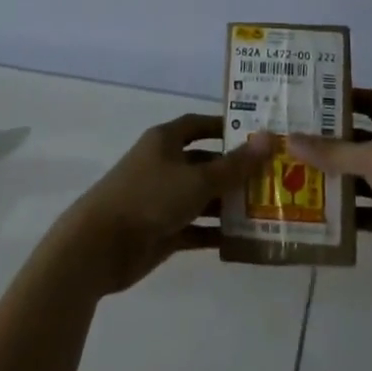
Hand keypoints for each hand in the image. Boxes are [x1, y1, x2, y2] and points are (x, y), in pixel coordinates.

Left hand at [49, 114, 273, 297]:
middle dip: (234, 170)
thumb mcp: (197, 180)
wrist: (99, 246)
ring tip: (266, 210)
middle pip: (204, 162)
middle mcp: (164, 165)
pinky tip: (243, 239)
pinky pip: (195, 227)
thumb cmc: (149, 198)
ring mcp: (162, 199)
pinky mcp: (161, 230)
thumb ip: (233, 165)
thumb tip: (267, 138)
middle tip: (271, 178)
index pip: (199, 124)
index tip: (256, 135)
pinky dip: (215, 232)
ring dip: (228, 203)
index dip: (225, 127)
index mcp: (165, 140)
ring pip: (202, 196)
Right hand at [290, 89, 371, 283]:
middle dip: (325, 140)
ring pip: (354, 177)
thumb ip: (332, 151)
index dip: (342, 97)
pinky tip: (308, 213)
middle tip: (284, 137)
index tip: (308, 96)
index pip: (366, 101)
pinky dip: (340, 214)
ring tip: (286, 173)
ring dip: (328, 178)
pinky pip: (360, 212)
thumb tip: (288, 138)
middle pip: (354, 140)